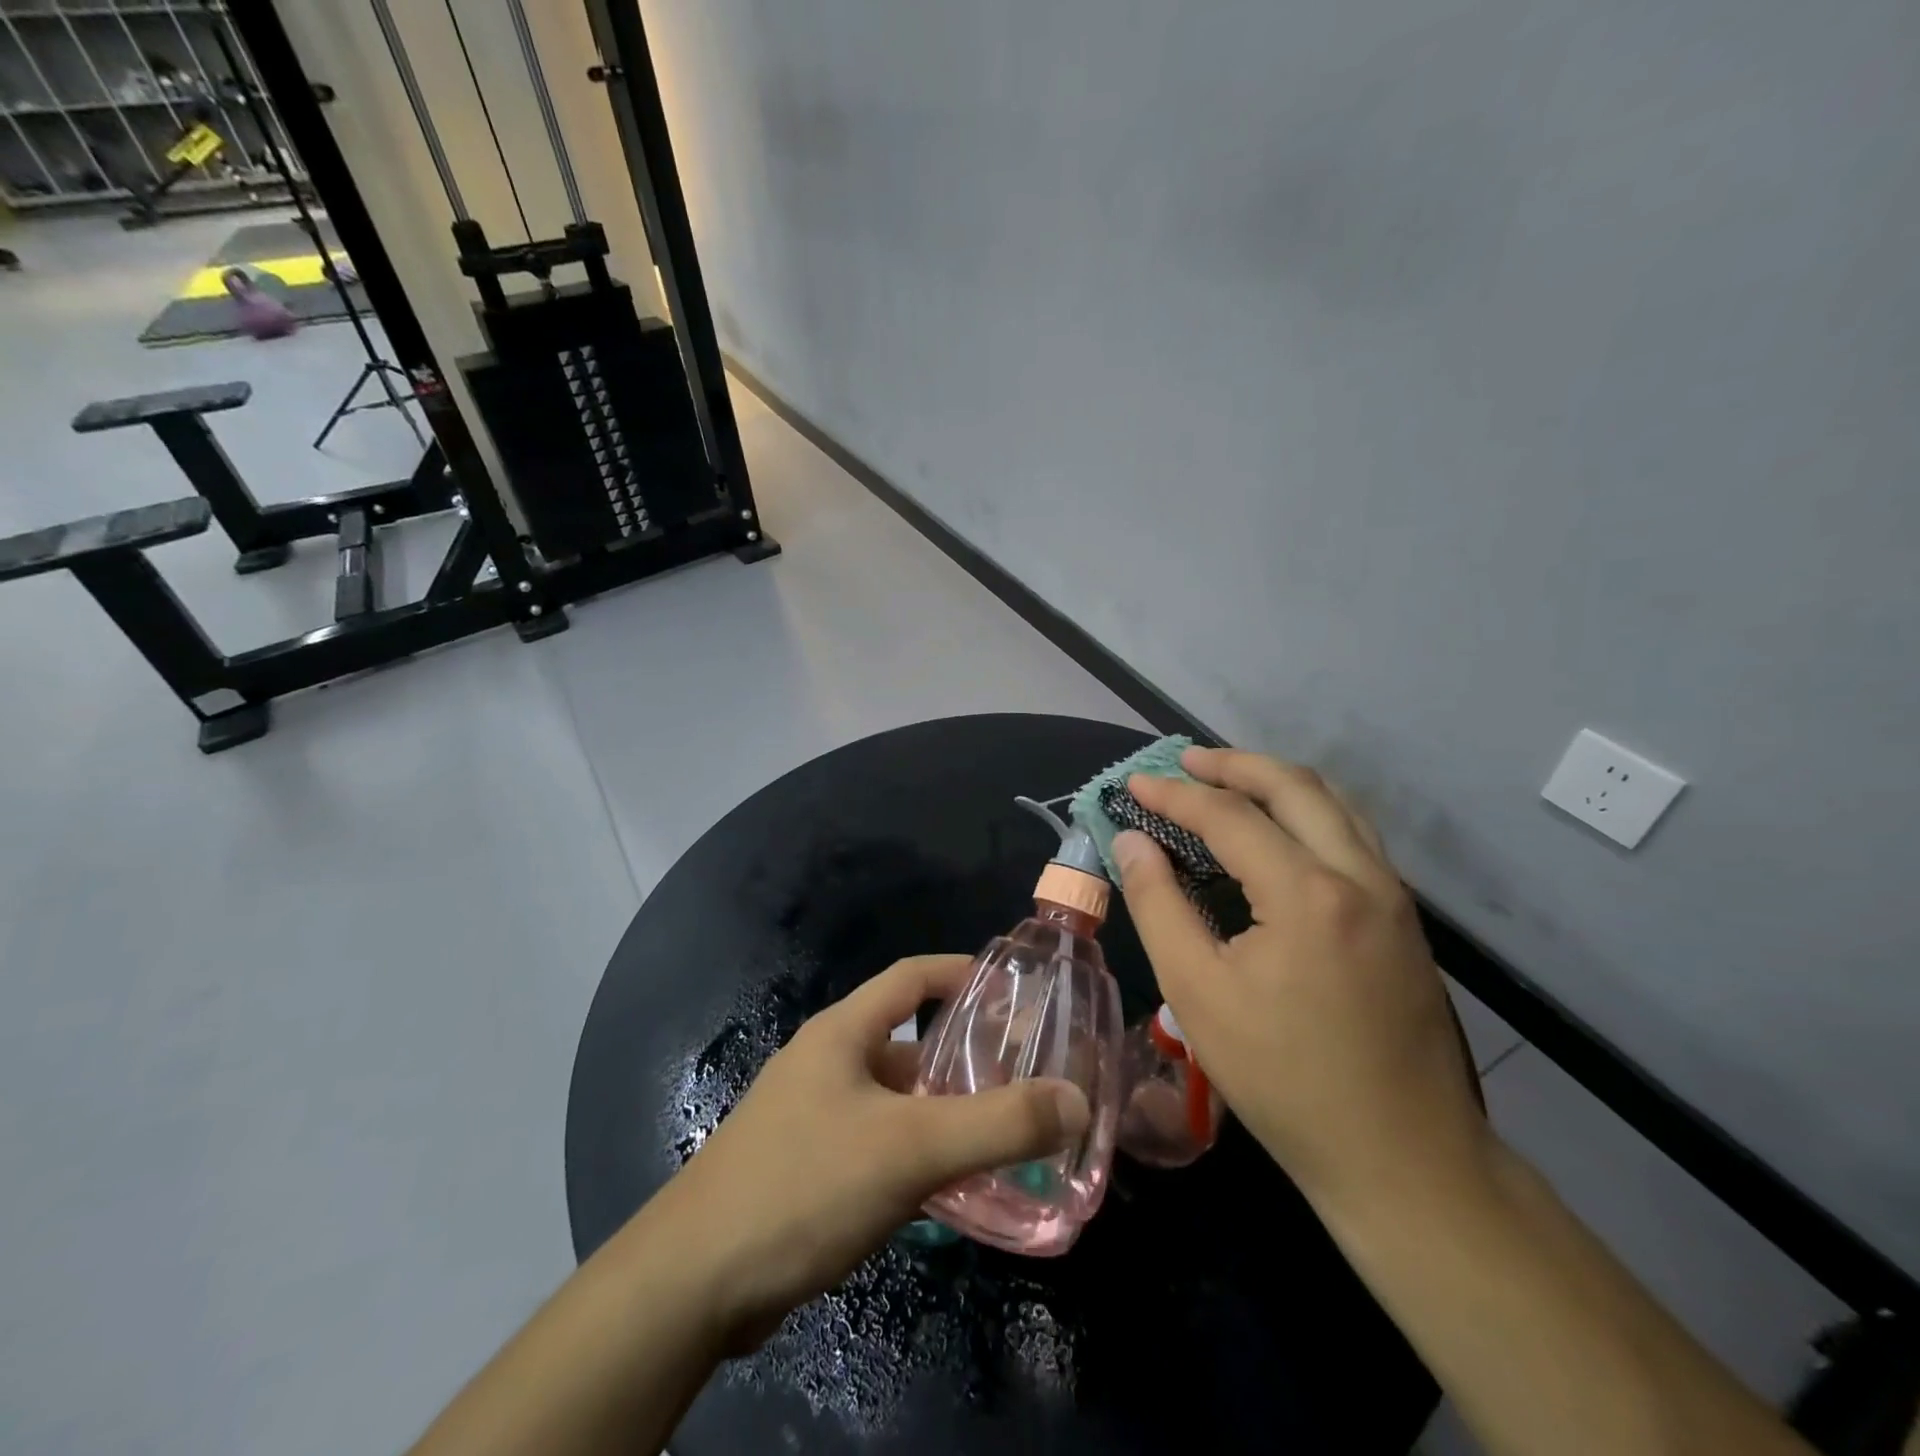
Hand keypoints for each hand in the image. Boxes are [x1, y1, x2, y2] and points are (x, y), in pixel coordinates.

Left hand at [650, 954, 1089, 1349]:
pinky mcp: (803, 1167)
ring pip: (893, 1100)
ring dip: (940, 1115)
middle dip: (962, 1058)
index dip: (962, 972)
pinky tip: (945, 1195)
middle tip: (1021, 1080)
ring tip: (997, 1140)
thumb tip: (1075, 1100)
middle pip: (907, 1042)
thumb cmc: (804, 1184)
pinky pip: (875, 1144)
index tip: (1014, 991)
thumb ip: (997, 1124)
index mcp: (843, 1032)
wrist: (692, 1284)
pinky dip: (914, 1156)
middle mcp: (825, 1062)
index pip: (911, 976)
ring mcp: (810, 1116)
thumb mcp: (910, 1148)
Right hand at [1113, 748, 1487, 1213]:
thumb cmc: (1285, 1079)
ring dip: (1275, 782)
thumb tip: (1131, 843)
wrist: (1403, 1158)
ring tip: (1227, 780)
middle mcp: (1359, 876)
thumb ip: (1158, 906)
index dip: (1174, 795)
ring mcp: (1392, 896)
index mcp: (1307, 893)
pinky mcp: (1404, 919)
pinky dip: (1307, 812)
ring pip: (1334, 805)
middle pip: (1293, 787)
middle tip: (1183, 761)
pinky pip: (1352, 835)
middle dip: (1233, 765)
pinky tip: (1279, 832)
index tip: (1133, 783)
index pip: (1229, 816)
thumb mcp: (1198, 994)